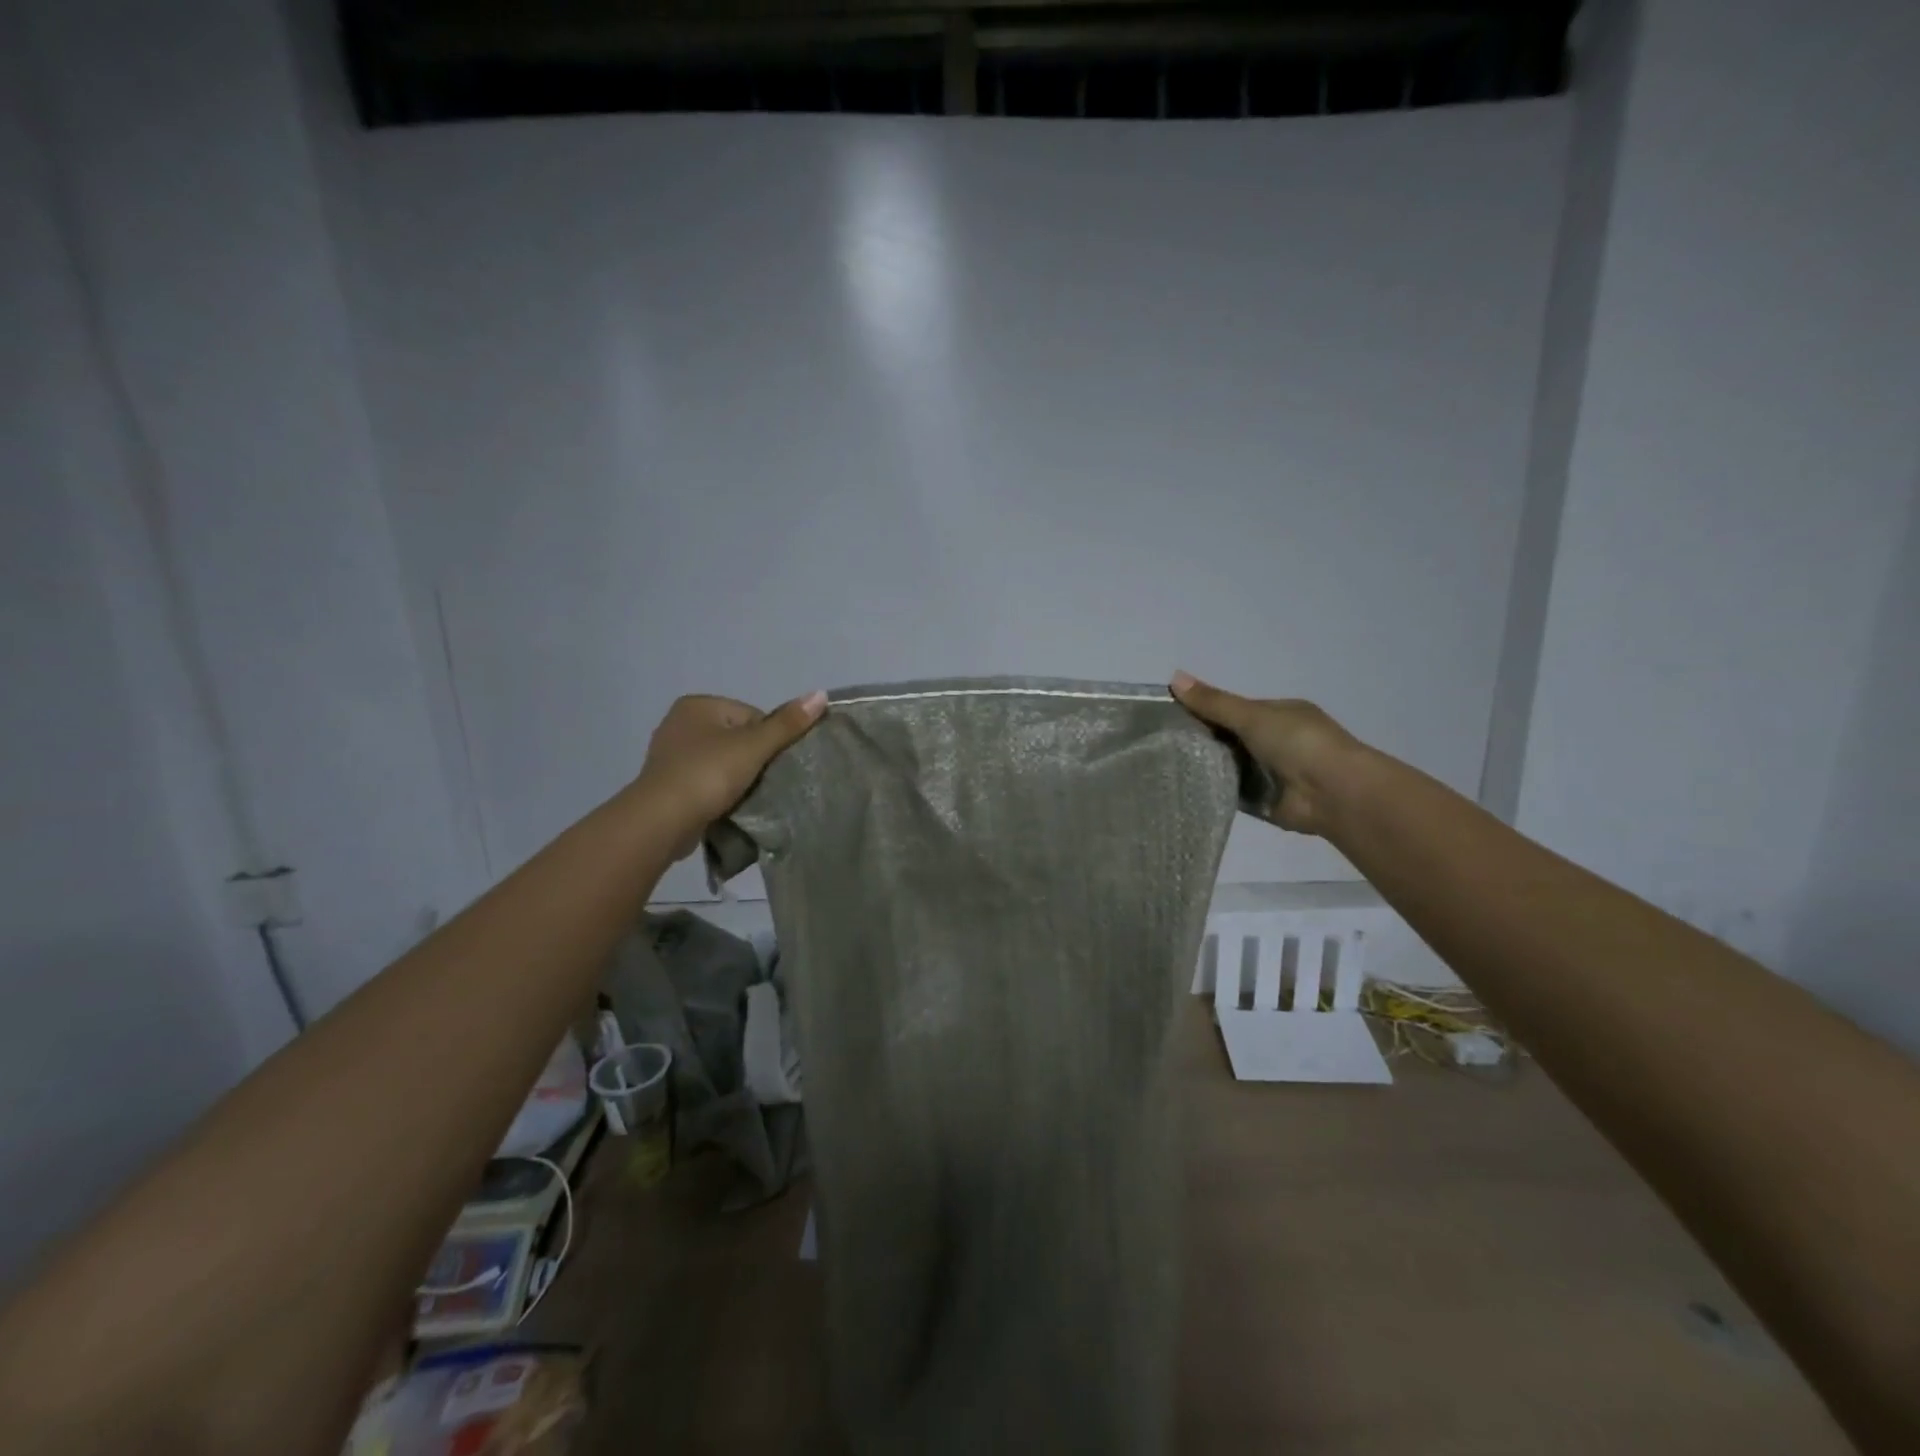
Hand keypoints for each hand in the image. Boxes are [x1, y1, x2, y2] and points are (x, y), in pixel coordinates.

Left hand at [631, 692, 827, 856]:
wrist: (661, 821)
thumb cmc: (708, 774)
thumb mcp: (753, 746)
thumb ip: (787, 723)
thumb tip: (821, 694)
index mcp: (697, 705)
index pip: (752, 716)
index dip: (768, 741)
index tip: (769, 765)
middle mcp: (679, 722)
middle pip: (737, 738)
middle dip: (752, 760)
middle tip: (761, 784)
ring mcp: (670, 754)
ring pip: (722, 762)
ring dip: (736, 778)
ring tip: (744, 798)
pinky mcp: (667, 784)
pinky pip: (705, 782)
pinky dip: (718, 792)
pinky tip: (726, 807)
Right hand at [1170, 672, 1363, 836]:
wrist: (1334, 793)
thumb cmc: (1298, 743)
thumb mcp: (1252, 715)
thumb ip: (1214, 702)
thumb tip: (1173, 677)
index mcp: (1278, 714)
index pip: (1233, 709)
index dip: (1204, 709)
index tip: (1168, 715)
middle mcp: (1275, 741)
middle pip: (1229, 738)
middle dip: (1201, 739)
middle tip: (1160, 743)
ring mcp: (1270, 772)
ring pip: (1229, 765)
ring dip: (1206, 766)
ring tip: (1164, 765)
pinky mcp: (1264, 800)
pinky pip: (1232, 791)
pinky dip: (1214, 789)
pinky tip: (1185, 788)